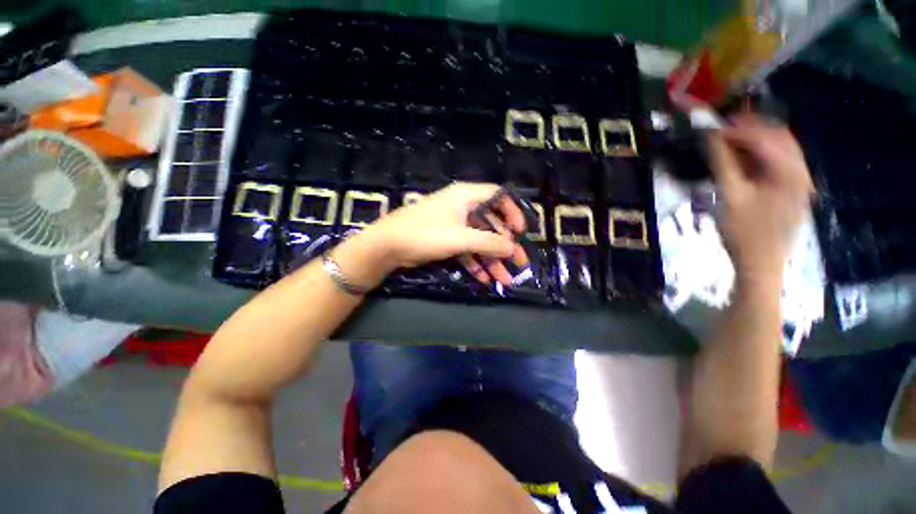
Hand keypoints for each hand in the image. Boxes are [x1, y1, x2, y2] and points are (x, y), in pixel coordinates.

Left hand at [333, 183, 526, 289]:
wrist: (388, 246)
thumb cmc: (425, 233)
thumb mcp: (460, 237)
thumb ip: (488, 242)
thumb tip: (512, 248)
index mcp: (466, 197)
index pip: (497, 196)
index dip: (512, 212)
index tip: (520, 232)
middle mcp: (462, 208)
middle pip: (491, 225)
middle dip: (504, 246)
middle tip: (519, 263)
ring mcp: (454, 226)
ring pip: (479, 241)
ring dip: (491, 260)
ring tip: (505, 280)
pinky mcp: (447, 240)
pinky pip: (467, 250)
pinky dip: (475, 264)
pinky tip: (485, 279)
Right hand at [708, 114, 813, 285]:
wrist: (760, 263)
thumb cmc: (743, 232)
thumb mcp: (729, 195)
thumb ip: (723, 163)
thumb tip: (712, 137)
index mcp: (789, 171)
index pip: (764, 136)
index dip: (737, 128)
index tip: (712, 128)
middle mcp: (801, 170)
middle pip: (778, 136)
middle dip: (750, 129)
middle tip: (721, 131)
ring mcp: (800, 181)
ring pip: (780, 148)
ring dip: (755, 141)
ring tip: (729, 143)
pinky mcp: (794, 191)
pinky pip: (780, 162)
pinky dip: (761, 156)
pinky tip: (743, 161)